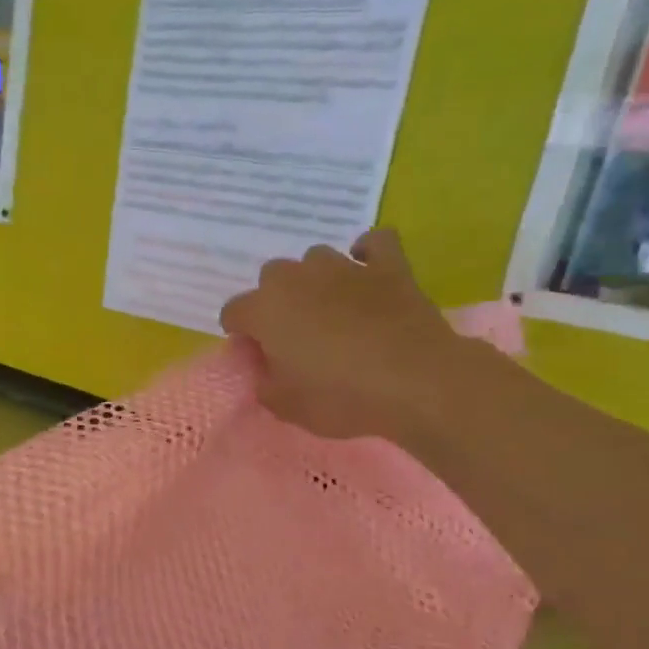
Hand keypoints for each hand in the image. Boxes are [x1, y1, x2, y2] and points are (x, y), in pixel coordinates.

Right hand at [220, 228, 489, 443]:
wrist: (416, 382)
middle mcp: (297, 278)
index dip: (242, 335)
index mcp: (264, 310)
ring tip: (330, 308)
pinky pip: (374, 243)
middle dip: (276, 301)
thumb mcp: (284, 405)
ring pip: (315, 258)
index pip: (233, 312)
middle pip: (271, 277)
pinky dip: (368, 253)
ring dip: (315, 279)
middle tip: (294, 336)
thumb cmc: (339, 397)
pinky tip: (367, 272)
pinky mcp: (389, 266)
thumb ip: (263, 380)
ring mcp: (344, 267)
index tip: (259, 357)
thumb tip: (264, 365)